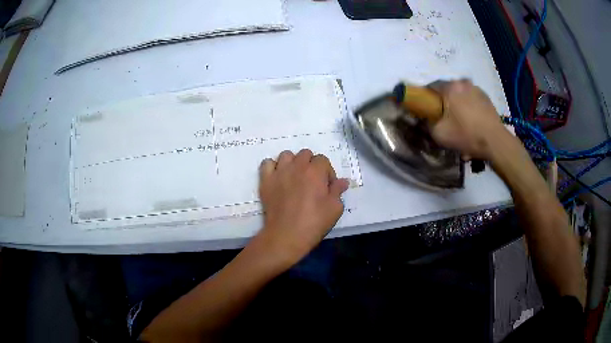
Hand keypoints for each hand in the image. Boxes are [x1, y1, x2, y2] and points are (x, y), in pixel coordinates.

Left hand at [257, 149, 348, 264]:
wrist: (286, 235)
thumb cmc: (314, 222)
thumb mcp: (334, 208)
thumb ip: (338, 191)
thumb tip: (343, 181)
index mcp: (315, 171)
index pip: (323, 160)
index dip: (327, 172)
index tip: (327, 187)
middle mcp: (297, 166)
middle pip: (305, 154)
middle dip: (311, 165)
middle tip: (312, 182)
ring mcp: (279, 172)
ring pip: (286, 155)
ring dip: (293, 163)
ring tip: (295, 177)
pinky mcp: (266, 180)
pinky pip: (267, 163)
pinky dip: (273, 167)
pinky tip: (278, 178)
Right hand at [430, 79, 508, 159]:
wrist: (495, 141)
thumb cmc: (466, 135)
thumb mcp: (439, 134)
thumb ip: (427, 123)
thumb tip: (426, 119)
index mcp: (450, 87)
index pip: (431, 86)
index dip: (426, 98)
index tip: (427, 110)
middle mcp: (462, 82)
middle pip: (447, 89)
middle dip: (444, 101)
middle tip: (444, 117)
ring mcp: (476, 88)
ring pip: (460, 93)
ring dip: (457, 103)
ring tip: (460, 120)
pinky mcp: (486, 97)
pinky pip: (471, 98)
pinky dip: (469, 106)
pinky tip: (471, 121)